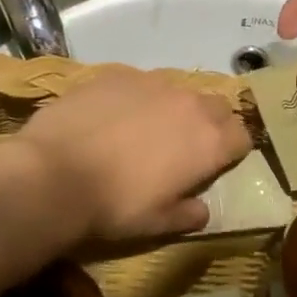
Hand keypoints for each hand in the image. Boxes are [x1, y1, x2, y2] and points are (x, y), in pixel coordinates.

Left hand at [0, 67, 249, 244]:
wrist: (54, 172)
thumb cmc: (114, 206)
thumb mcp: (158, 224)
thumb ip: (188, 213)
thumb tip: (202, 209)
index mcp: (208, 141)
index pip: (242, 135)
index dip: (233, 150)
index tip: (219, 163)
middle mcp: (189, 103)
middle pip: (218, 106)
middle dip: (211, 122)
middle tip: (187, 146)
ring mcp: (153, 82)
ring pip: (179, 90)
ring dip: (174, 107)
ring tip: (147, 129)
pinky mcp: (119, 73)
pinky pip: (140, 82)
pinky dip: (137, 97)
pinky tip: (112, 117)